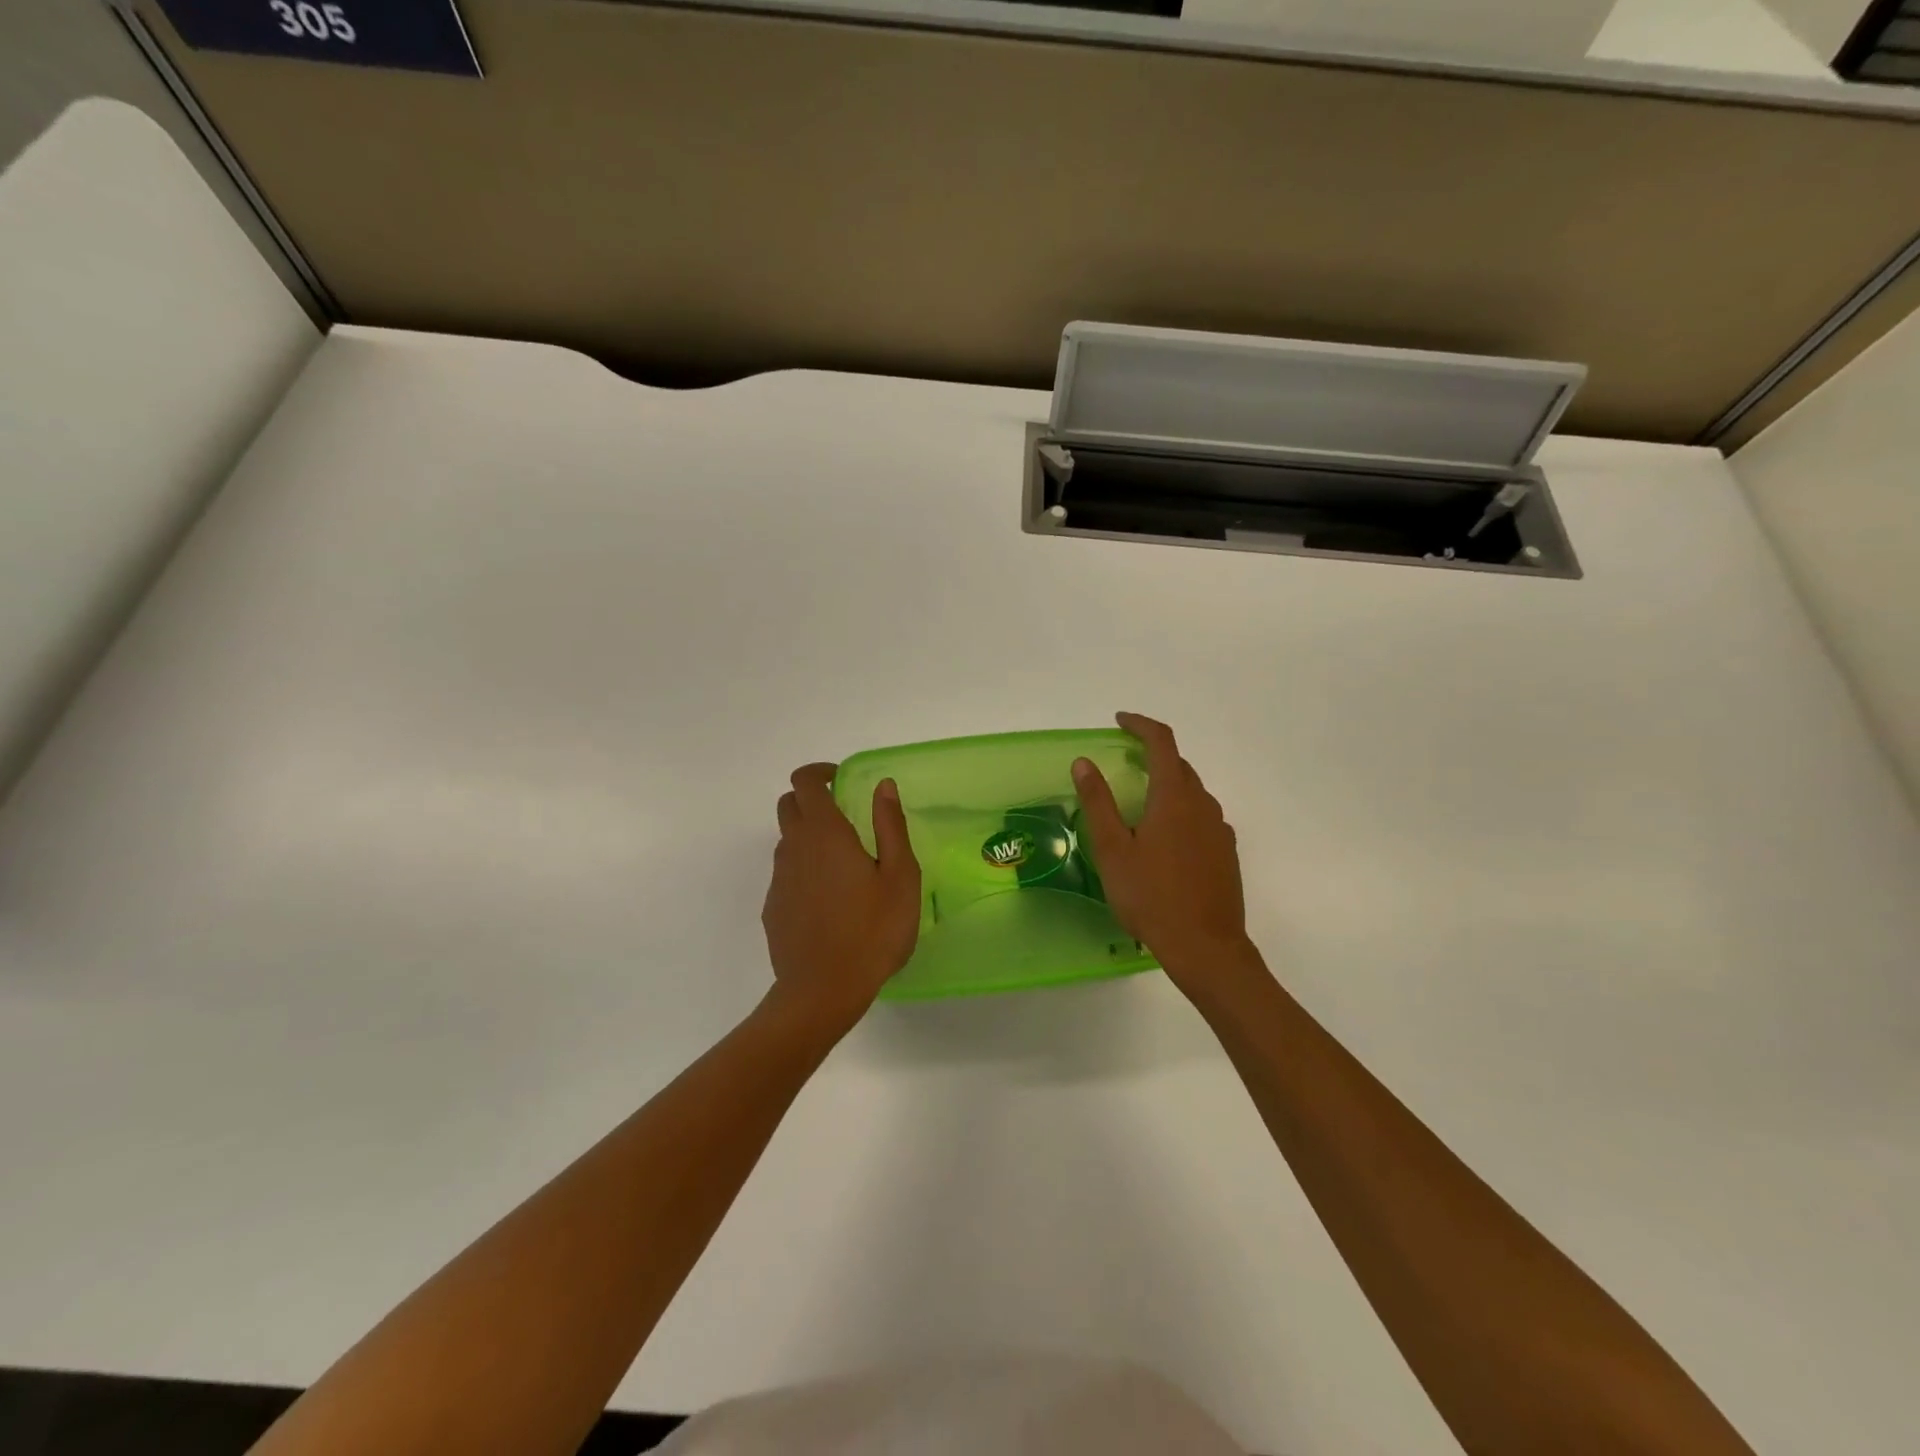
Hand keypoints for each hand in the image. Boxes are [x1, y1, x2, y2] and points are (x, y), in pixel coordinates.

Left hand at [761, 763, 921, 1033]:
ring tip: (844, 864)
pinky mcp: (773, 907)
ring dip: (808, 836)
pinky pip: (786, 873)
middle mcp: (794, 848)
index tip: (842, 781)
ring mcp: (779, 879)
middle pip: (789, 805)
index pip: (805, 782)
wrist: (823, 991)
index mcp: (825, 834)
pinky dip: (803, 870)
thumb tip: (883, 785)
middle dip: (811, 799)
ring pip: (787, 840)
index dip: (820, 772)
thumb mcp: (899, 876)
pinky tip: (829, 900)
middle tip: (844, 817)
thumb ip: (890, 825)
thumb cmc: (873, 930)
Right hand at [1073, 713, 1252, 992]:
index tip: (1119, 721)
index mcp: (1174, 797)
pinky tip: (1165, 839)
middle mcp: (1202, 804)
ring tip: (1140, 803)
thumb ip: (1098, 802)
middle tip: (1123, 761)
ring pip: (1192, 792)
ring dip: (1167, 784)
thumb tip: (1084, 762)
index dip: (1140, 725)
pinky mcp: (1226, 852)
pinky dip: (1181, 811)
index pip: (1162, 742)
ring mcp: (1219, 829)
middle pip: (1178, 765)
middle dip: (1152, 754)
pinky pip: (1202, 817)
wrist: (1205, 946)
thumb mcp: (1113, 849)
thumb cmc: (1151, 896)